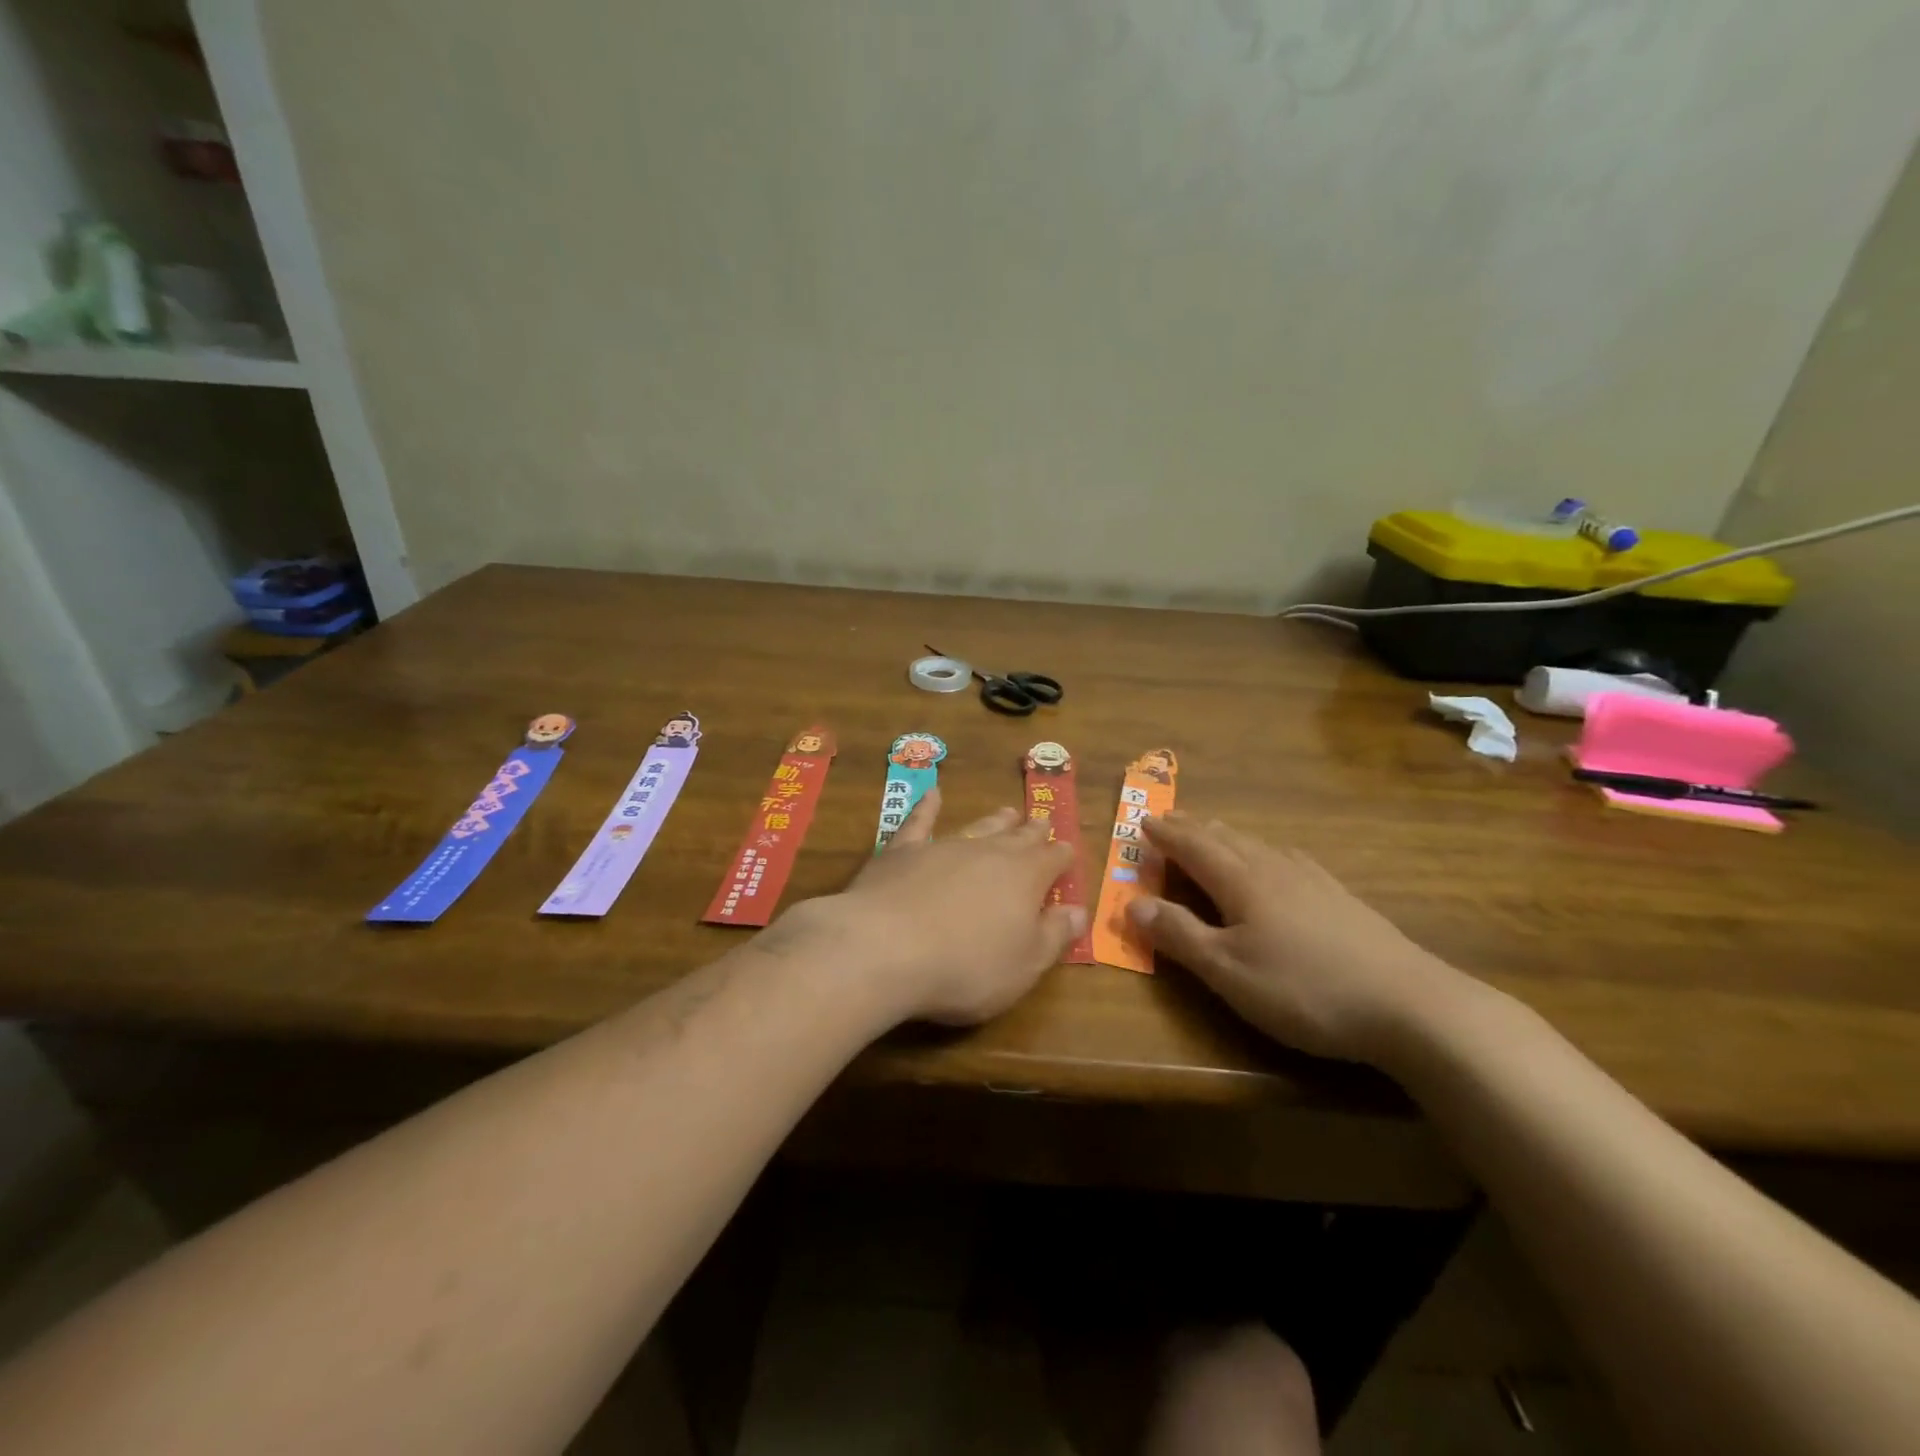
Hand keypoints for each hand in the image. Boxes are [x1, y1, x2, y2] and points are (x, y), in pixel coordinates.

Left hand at [787, 789, 1083, 1026]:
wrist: (886, 948)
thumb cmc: (966, 967)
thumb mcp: (1024, 965)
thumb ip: (1053, 936)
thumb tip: (1078, 911)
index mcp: (1025, 877)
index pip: (1052, 859)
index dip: (1062, 857)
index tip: (1067, 852)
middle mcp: (988, 852)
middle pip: (1017, 837)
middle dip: (1031, 832)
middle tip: (1040, 823)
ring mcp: (943, 846)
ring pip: (976, 827)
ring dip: (994, 820)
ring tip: (1007, 811)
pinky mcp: (902, 851)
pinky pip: (919, 822)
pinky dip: (928, 808)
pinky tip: (932, 795)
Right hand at [1126, 814, 1472, 1065]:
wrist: (1409, 1004)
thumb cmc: (1304, 988)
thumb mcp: (1228, 971)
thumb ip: (1179, 935)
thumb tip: (1133, 903)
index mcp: (1241, 882)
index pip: (1193, 847)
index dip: (1166, 834)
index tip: (1143, 820)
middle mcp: (1273, 869)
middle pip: (1225, 838)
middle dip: (1193, 828)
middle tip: (1170, 819)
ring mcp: (1312, 880)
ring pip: (1258, 845)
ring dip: (1227, 836)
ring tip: (1213, 833)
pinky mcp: (1340, 898)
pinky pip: (1287, 858)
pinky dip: (1264, 850)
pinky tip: (1277, 861)